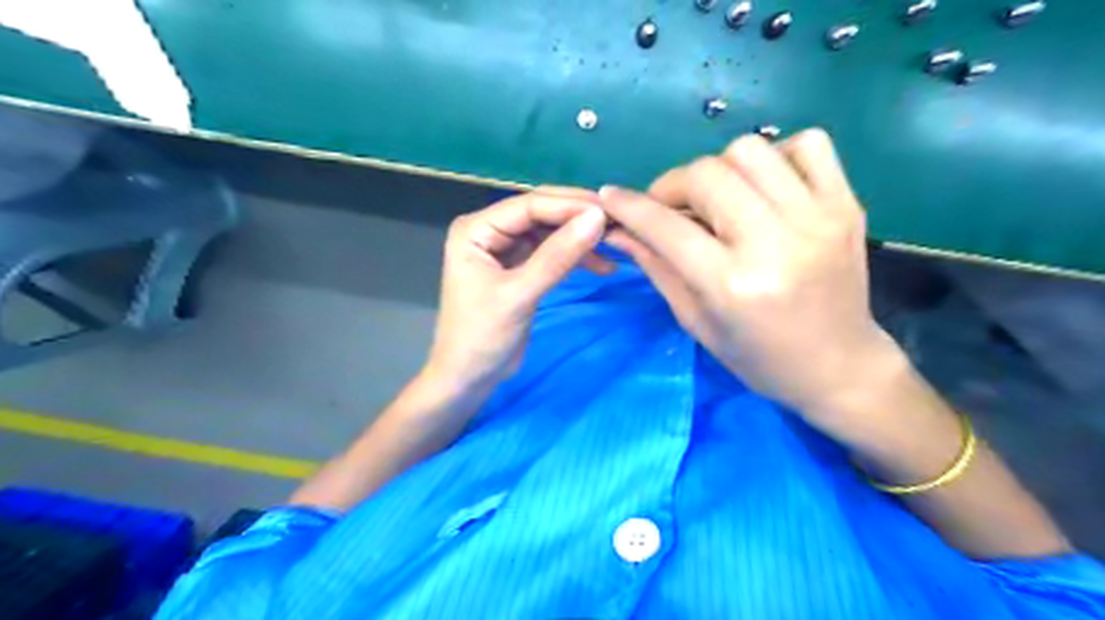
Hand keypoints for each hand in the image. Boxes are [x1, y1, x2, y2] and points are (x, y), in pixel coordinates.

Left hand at [425, 187, 611, 394]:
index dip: (569, 206)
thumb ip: (557, 257)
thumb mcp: (519, 295)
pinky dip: (575, 258)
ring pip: (550, 232)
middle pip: (541, 213)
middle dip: (577, 217)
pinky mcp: (520, 268)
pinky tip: (602, 265)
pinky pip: (552, 253)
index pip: (529, 205)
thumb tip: (596, 219)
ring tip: (616, 244)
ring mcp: (506, 249)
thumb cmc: (482, 337)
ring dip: (580, 238)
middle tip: (617, 222)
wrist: (469, 378)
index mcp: (477, 229)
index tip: (609, 212)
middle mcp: (490, 230)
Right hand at [602, 129, 902, 420]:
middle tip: (671, 209)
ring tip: (719, 200)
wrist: (838, 366)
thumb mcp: (696, 321)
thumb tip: (619, 231)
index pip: (666, 226)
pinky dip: (776, 156)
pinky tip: (765, 188)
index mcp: (732, 285)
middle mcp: (775, 243)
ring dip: (720, 169)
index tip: (610, 196)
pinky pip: (808, 144)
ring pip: (750, 150)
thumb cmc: (758, 357)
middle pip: (706, 173)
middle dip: (673, 185)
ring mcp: (817, 218)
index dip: (630, 207)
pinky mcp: (846, 205)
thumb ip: (657, 268)